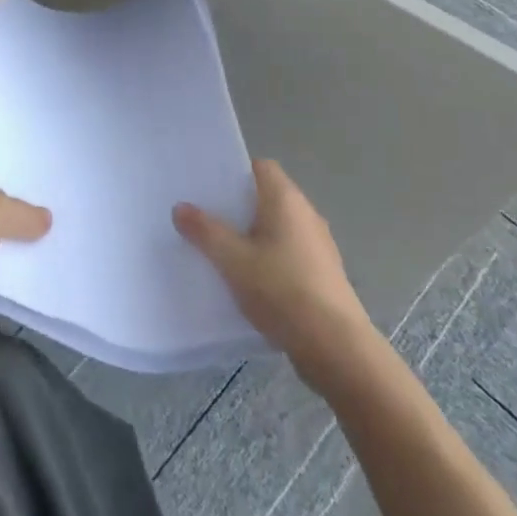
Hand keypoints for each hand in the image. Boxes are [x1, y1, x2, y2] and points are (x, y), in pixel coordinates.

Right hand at [175, 159, 375, 389]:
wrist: (336, 348)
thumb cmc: (282, 290)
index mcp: (286, 199)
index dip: (235, 174)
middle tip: (206, 221)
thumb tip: (180, 207)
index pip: (260, 167)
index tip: (209, 190)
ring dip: (253, 238)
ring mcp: (318, 246)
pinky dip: (269, 261)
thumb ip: (205, 231)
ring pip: (277, 229)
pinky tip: (250, 284)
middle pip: (267, 198)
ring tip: (222, 254)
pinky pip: (288, 255)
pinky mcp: (323, 275)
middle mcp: (306, 214)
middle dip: (237, 209)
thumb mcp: (233, 260)